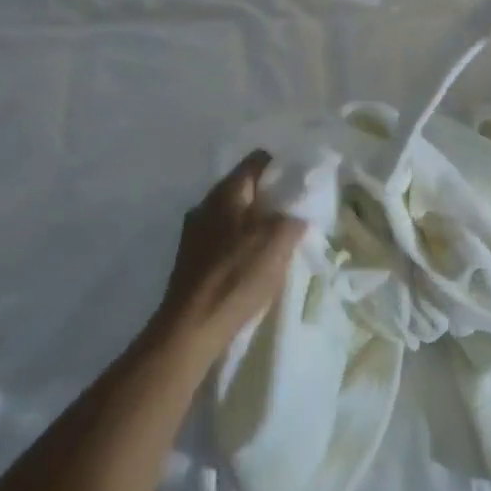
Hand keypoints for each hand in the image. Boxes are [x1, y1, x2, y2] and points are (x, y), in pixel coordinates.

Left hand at [149, 151, 302, 367]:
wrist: (190, 330)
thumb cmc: (236, 276)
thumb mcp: (278, 242)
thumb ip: (293, 219)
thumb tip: (297, 215)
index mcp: (226, 191)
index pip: (258, 160)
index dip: (281, 168)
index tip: (300, 184)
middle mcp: (206, 204)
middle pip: (245, 189)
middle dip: (270, 199)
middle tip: (294, 215)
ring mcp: (194, 233)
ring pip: (233, 216)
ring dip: (255, 224)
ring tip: (277, 243)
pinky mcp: (190, 260)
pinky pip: (223, 240)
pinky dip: (240, 245)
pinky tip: (253, 266)